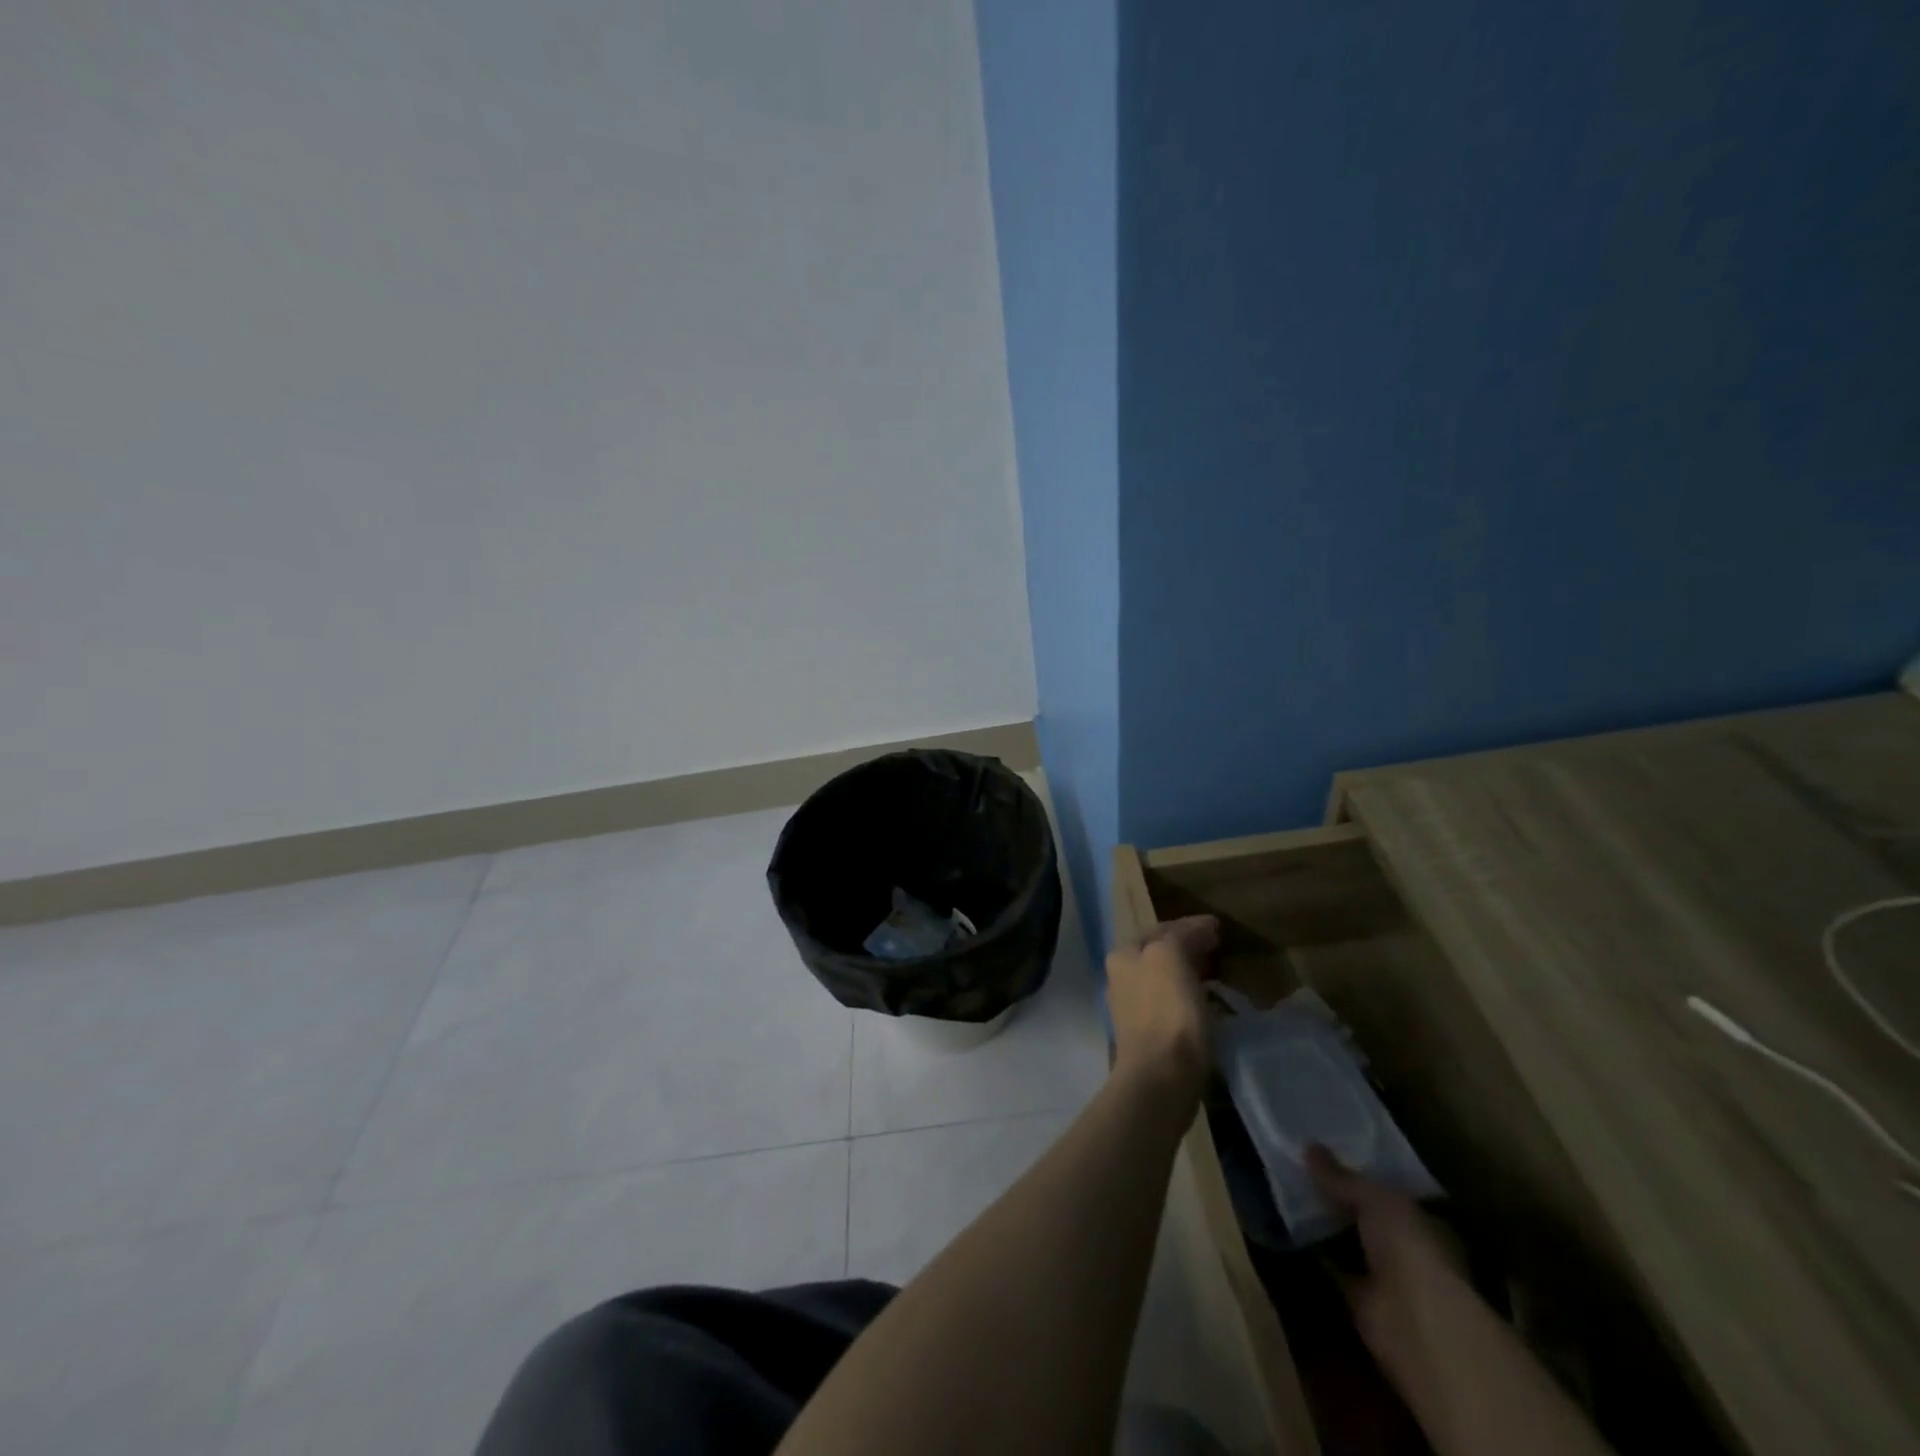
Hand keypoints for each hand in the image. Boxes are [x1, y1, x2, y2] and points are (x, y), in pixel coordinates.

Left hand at [1105, 915, 1218, 1094]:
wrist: (1160, 1078)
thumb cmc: (1166, 1011)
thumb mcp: (1171, 957)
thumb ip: (1184, 935)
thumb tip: (1204, 926)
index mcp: (1123, 956)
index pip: (1160, 929)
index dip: (1189, 925)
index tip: (1218, 928)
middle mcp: (1122, 978)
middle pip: (1161, 954)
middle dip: (1190, 949)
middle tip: (1221, 950)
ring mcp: (1134, 1009)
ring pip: (1167, 980)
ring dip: (1192, 974)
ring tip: (1220, 975)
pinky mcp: (1151, 1036)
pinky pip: (1174, 1006)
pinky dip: (1192, 998)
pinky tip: (1211, 1004)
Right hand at [1307, 1145, 1463, 1376]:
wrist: (1412, 1321)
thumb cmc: (1409, 1248)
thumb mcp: (1373, 1198)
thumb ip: (1342, 1177)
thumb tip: (1309, 1147)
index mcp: (1426, 1223)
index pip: (1394, 1194)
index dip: (1365, 1175)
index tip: (1333, 1154)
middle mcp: (1411, 1251)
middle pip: (1371, 1219)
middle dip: (1342, 1199)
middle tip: (1304, 1168)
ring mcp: (1389, 1279)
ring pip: (1353, 1243)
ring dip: (1328, 1226)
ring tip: (1290, 1192)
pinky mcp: (1364, 1300)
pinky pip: (1336, 1269)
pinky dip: (1317, 1254)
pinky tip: (1290, 1229)